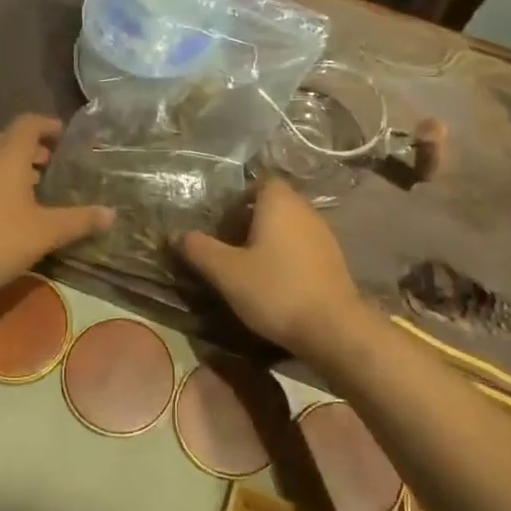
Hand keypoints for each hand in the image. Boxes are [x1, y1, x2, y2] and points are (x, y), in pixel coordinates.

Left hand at [0, 115, 114, 286]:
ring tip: (29, 186)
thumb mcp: (46, 231)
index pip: (28, 124)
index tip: (62, 134)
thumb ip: (79, 221)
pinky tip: (4, 206)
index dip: (47, 125)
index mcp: (8, 154)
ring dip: (9, 164)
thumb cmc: (0, 237)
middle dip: (28, 147)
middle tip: (47, 163)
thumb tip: (111, 214)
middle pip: (6, 138)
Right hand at [178, 179, 361, 360]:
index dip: (240, 198)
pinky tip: (275, 282)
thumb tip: (176, 234)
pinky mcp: (334, 260)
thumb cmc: (275, 290)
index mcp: (279, 202)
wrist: (333, 328)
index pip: (260, 182)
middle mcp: (305, 210)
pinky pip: (303, 246)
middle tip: (229, 246)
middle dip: (251, 220)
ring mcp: (324, 234)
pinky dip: (287, 256)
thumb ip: (199, 249)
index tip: (223, 222)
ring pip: (290, 226)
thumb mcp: (227, 271)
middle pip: (274, 203)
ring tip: (249, 266)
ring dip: (270, 240)